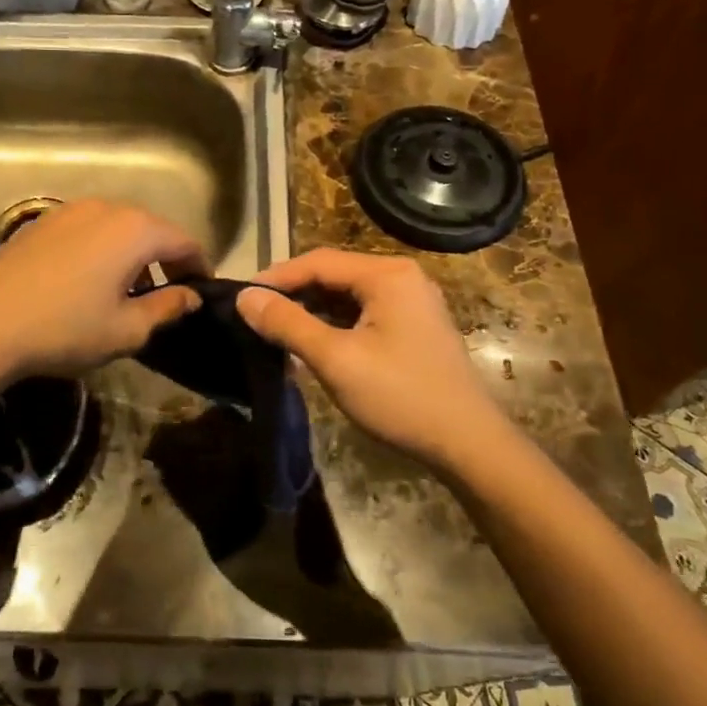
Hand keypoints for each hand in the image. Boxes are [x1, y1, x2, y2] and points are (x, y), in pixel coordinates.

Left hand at [0, 200, 206, 381]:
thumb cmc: (66, 329)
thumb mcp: (127, 329)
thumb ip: (167, 308)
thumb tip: (191, 296)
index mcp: (136, 230)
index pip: (185, 241)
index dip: (199, 267)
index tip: (201, 293)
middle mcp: (107, 207)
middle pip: (152, 229)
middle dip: (166, 258)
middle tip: (168, 293)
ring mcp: (70, 210)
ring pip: (118, 227)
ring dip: (132, 253)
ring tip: (128, 289)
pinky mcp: (42, 221)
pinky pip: (88, 229)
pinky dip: (101, 248)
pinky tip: (88, 280)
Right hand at [237, 249, 510, 472]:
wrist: (467, 443)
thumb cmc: (400, 396)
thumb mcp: (336, 359)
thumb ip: (288, 324)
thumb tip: (244, 297)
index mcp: (387, 274)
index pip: (319, 261)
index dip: (276, 277)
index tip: (240, 296)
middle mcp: (402, 277)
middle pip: (334, 274)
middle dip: (293, 293)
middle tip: (254, 314)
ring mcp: (412, 302)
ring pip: (348, 295)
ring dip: (312, 310)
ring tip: (275, 329)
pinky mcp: (414, 327)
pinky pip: (364, 313)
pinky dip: (335, 324)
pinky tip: (312, 342)